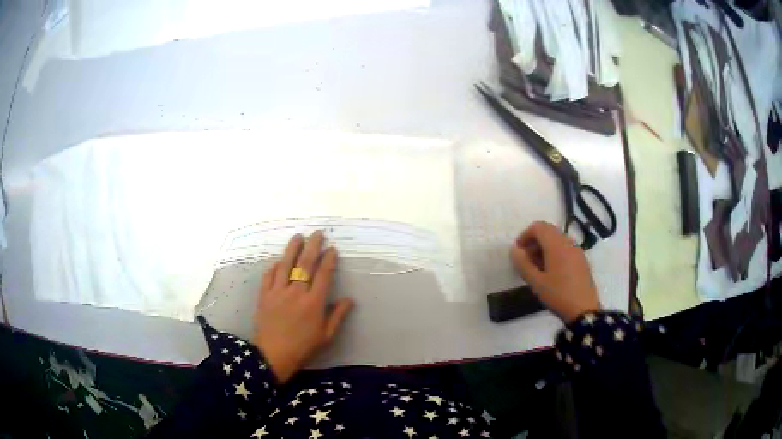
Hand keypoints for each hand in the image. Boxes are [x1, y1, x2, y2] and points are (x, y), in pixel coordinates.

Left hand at [255, 231, 353, 382]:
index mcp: (314, 302)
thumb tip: (349, 299)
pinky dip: (275, 266)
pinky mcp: (264, 295)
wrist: (273, 355)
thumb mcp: (326, 336)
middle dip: (313, 246)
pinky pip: (269, 275)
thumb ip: (337, 316)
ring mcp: (278, 292)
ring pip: (286, 265)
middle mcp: (296, 292)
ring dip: (292, 249)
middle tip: (317, 233)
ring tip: (298, 237)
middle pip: (305, 264)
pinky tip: (279, 260)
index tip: (332, 249)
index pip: (323, 274)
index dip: (329, 260)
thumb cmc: (303, 347)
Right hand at [510, 221, 600, 322]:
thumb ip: (523, 264)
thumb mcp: (536, 282)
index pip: (538, 227)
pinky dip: (555, 252)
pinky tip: (551, 272)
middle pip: (548, 231)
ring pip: (557, 239)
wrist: (584, 310)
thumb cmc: (558, 295)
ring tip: (537, 267)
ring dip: (544, 247)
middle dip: (534, 241)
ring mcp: (577, 250)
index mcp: (556, 245)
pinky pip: (565, 248)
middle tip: (526, 260)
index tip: (518, 252)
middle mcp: (568, 242)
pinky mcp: (581, 260)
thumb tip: (515, 250)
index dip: (525, 235)